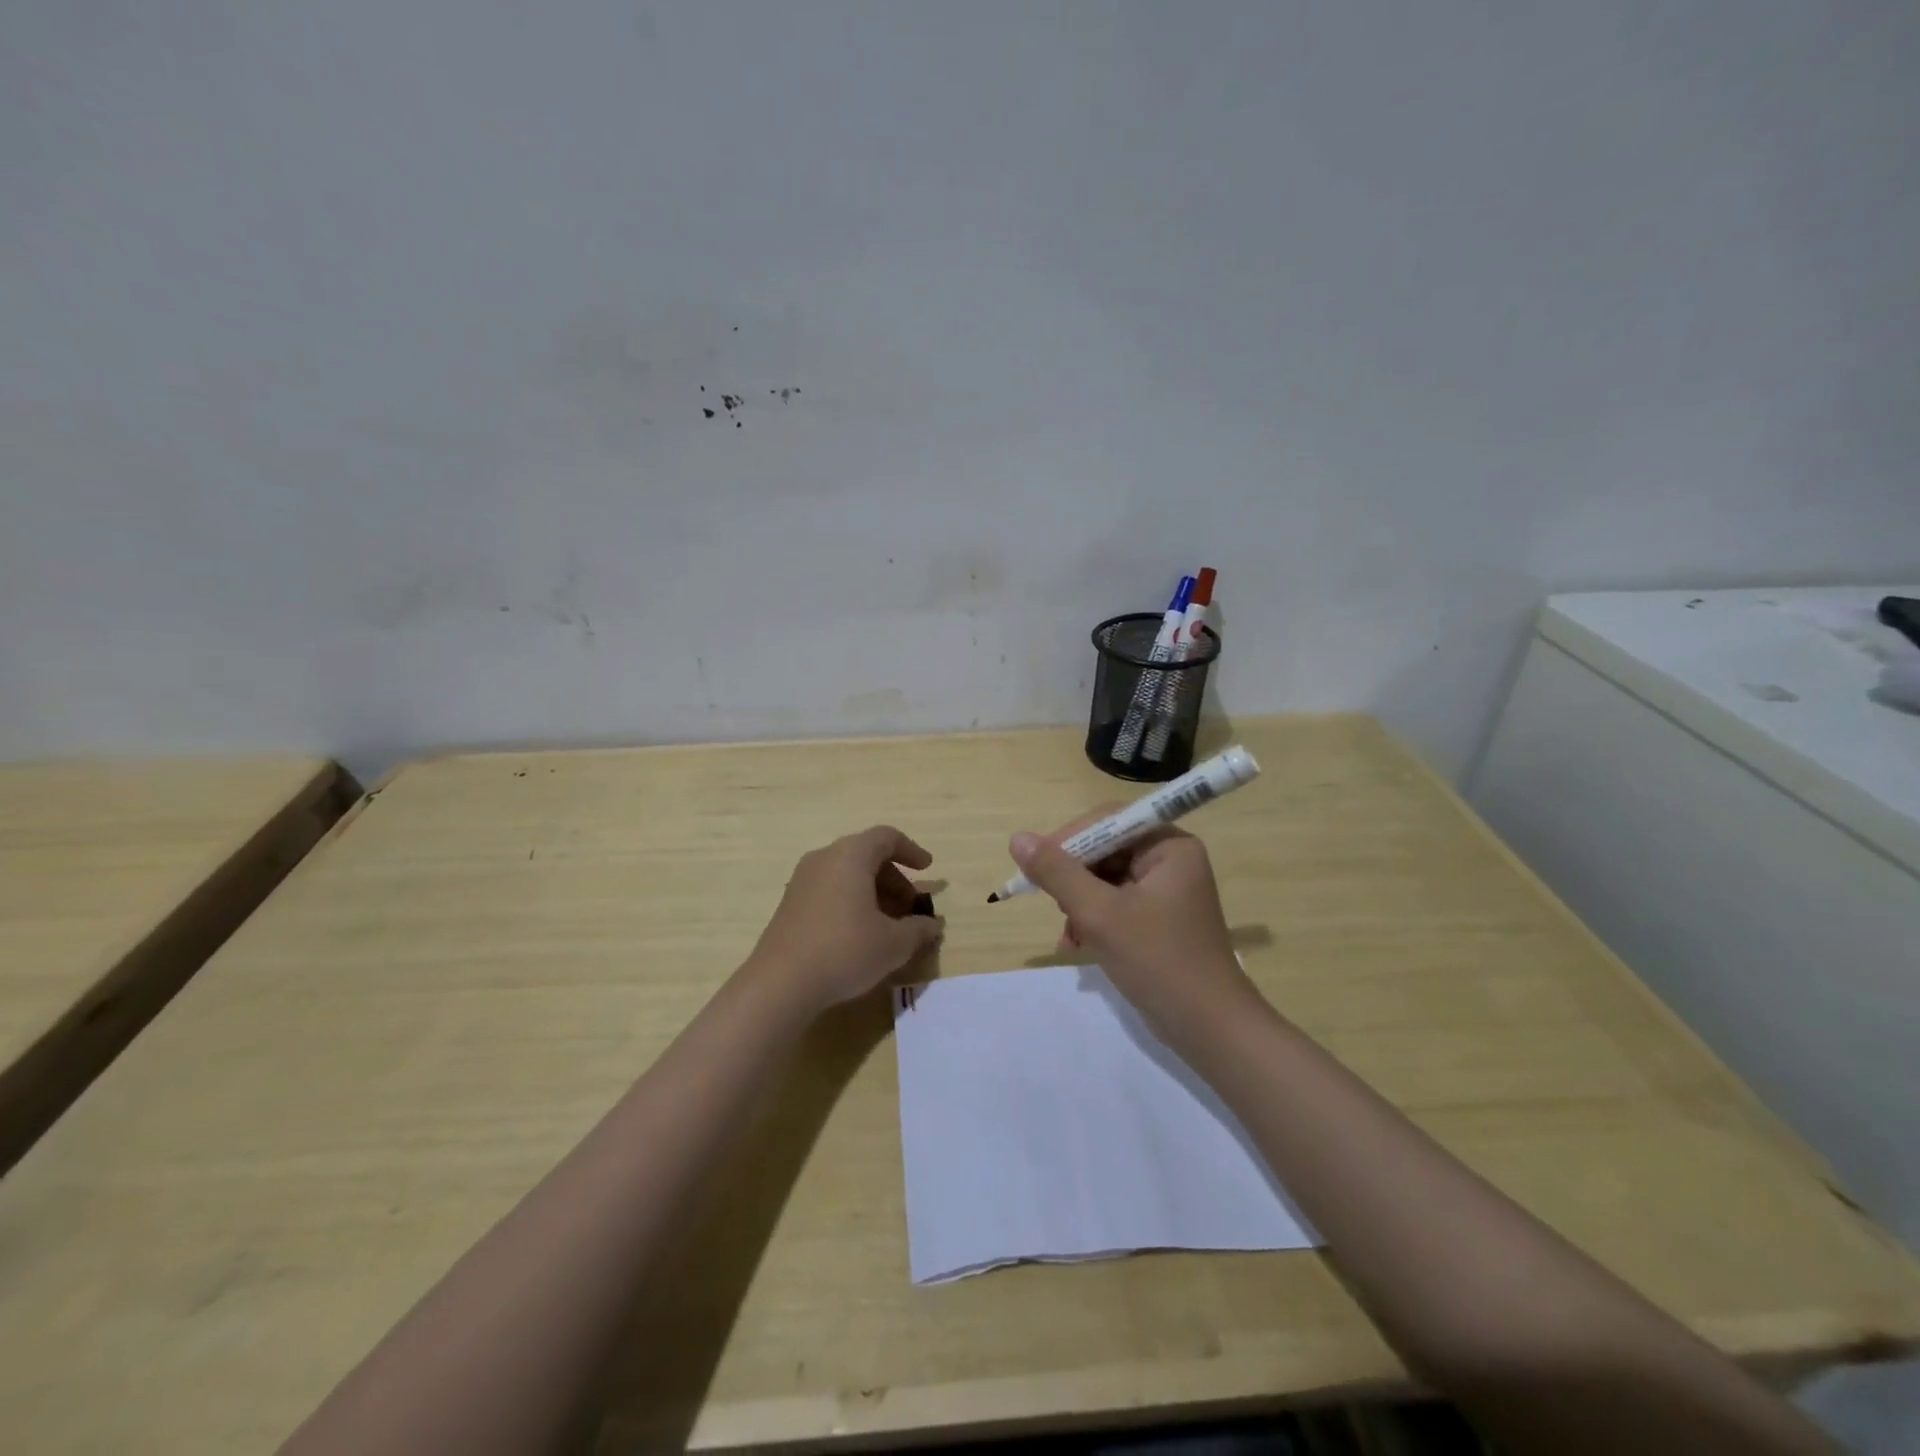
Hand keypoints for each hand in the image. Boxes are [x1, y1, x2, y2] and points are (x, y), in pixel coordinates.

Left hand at [746, 825, 945, 1013]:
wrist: (780, 984)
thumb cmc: (845, 950)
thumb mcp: (894, 943)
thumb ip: (919, 929)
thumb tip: (933, 925)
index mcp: (850, 855)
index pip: (887, 837)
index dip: (911, 851)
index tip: (927, 870)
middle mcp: (824, 858)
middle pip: (867, 855)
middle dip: (895, 879)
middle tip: (911, 908)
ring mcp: (802, 881)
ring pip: (847, 874)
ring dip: (874, 893)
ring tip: (890, 926)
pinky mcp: (790, 904)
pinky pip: (830, 890)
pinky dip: (852, 902)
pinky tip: (862, 935)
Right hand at [1008, 815, 1255, 1035]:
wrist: (1209, 1029)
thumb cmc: (1158, 961)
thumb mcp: (1100, 914)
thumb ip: (1057, 873)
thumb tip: (1018, 838)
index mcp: (1168, 846)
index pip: (1107, 821)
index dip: (1069, 839)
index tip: (1037, 866)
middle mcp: (1169, 860)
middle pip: (1104, 850)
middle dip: (1074, 879)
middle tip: (1056, 905)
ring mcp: (1164, 891)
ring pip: (1104, 879)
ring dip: (1079, 904)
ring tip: (1069, 935)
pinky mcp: (1157, 919)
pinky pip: (1114, 903)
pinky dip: (1092, 920)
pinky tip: (1075, 945)